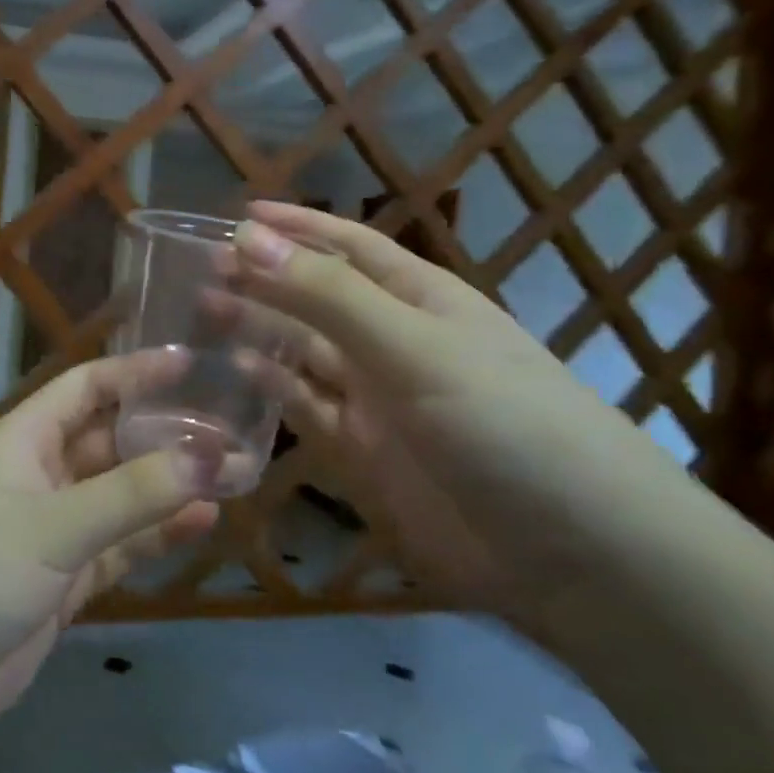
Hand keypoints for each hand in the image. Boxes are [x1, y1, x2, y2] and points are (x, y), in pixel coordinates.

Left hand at [0, 352, 220, 754]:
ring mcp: (51, 531)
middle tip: (230, 434)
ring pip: (120, 497)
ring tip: (233, 477)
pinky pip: (118, 547)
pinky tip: (201, 524)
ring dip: (168, 488)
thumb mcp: (54, 525)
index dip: (135, 372)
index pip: (87, 388)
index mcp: (24, 440)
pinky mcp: (60, 582)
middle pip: (110, 442)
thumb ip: (133, 494)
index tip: (192, 364)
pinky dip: (155, 536)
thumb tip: (210, 454)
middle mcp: (39, 476)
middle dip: (165, 436)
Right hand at [223, 201, 674, 611]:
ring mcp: (376, 403)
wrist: (575, 557)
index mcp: (420, 301)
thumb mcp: (413, 347)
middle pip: (316, 300)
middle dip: (263, 279)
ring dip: (257, 330)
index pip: (349, 248)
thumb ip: (326, 295)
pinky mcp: (362, 456)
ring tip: (200, 311)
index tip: (240, 214)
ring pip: (303, 354)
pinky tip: (234, 373)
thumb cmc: (502, 423)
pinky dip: (271, 389)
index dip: (297, 228)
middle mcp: (393, 344)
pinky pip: (305, 410)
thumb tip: (246, 235)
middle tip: (198, 266)